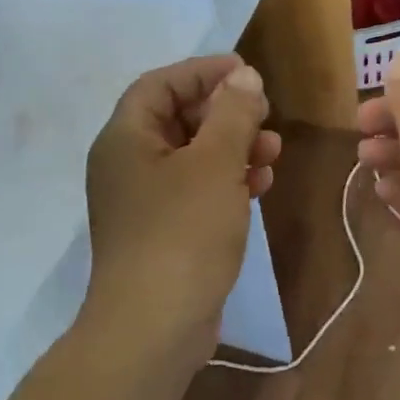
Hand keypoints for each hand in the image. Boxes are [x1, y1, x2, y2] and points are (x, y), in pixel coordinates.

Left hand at [85, 56, 281, 362]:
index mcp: (125, 139)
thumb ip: (232, 113)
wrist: (154, 327)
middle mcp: (127, 165)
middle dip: (225, 113)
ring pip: (191, 157)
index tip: (246, 72)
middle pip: (177, 119)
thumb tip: (245, 76)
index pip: (160, 84)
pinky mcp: (162, 233)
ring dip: (233, 147)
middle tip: (265, 113)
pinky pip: (196, 191)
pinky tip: (260, 185)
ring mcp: (143, 202)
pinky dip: (227, 181)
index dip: (203, 72)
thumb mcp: (214, 163)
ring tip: (273, 150)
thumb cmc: (182, 232)